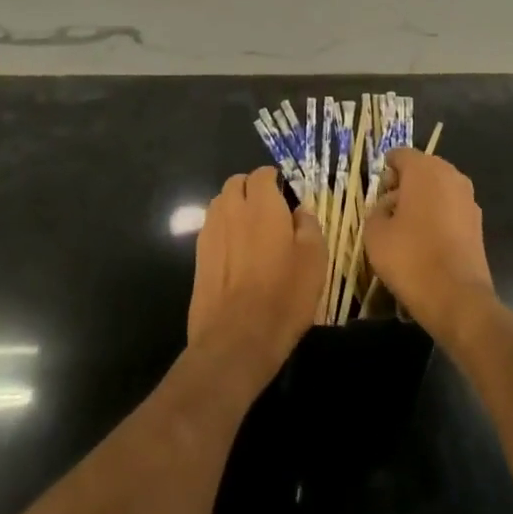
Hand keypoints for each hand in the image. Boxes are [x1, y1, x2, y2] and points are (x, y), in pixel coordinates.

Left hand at [188, 166, 326, 386]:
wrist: (236, 339)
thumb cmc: (283, 297)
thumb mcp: (314, 260)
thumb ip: (308, 225)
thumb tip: (299, 210)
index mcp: (262, 205)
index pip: (262, 174)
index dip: (275, 180)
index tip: (287, 195)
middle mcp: (231, 210)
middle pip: (236, 183)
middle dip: (252, 189)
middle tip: (271, 210)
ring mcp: (210, 232)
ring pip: (221, 203)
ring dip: (235, 207)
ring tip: (253, 230)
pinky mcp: (198, 256)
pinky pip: (212, 228)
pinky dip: (224, 229)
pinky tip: (238, 253)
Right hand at [364, 149, 493, 337]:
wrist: (457, 298)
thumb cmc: (410, 258)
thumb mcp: (375, 233)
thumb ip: (376, 210)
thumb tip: (387, 207)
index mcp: (425, 170)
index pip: (400, 155)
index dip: (385, 170)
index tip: (376, 193)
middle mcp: (451, 176)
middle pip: (421, 169)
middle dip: (404, 184)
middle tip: (387, 210)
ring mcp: (468, 199)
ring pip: (438, 189)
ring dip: (421, 201)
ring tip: (405, 228)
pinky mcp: (478, 223)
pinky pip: (450, 208)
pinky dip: (437, 216)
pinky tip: (425, 241)